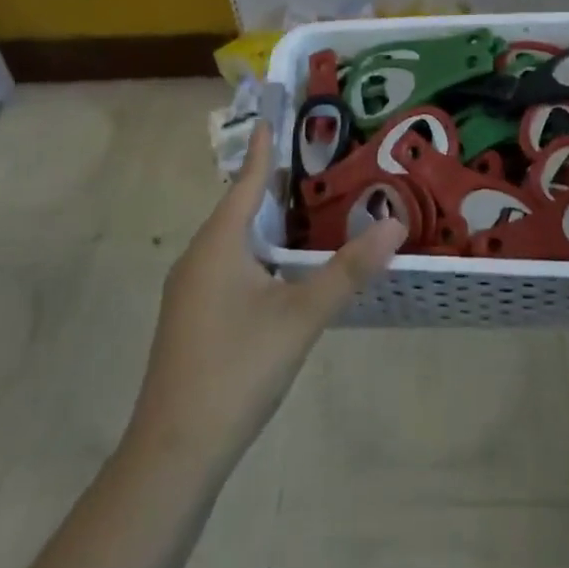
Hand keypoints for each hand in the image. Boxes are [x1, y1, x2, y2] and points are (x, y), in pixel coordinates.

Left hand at [126, 123, 405, 472]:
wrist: (174, 452)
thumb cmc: (237, 368)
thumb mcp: (300, 316)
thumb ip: (347, 270)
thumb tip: (394, 223)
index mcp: (219, 245)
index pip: (245, 182)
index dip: (261, 150)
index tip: (269, 115)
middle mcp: (198, 258)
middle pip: (237, 209)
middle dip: (268, 185)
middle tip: (306, 162)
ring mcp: (189, 292)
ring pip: (232, 242)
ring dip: (262, 223)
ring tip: (298, 211)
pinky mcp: (190, 319)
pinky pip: (226, 267)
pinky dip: (254, 254)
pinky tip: (277, 272)